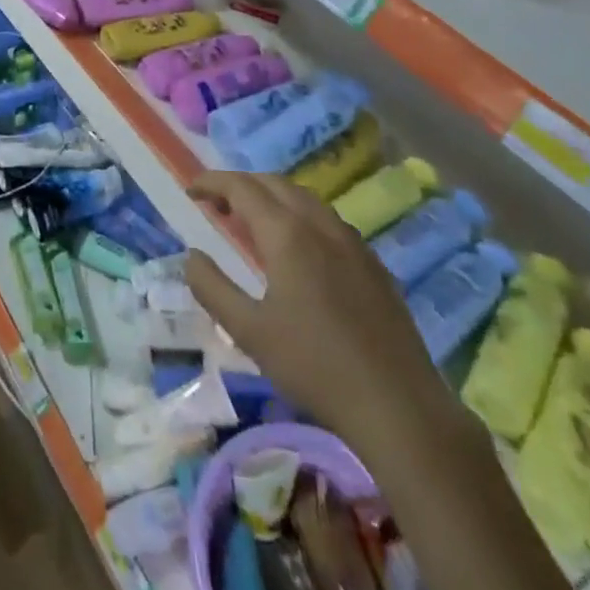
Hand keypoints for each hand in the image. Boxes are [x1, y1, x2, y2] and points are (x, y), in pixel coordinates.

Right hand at [184, 171, 462, 467]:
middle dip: (240, 185)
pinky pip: (327, 219)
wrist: (399, 407)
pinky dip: (299, 214)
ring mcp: (351, 242)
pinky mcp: (373, 263)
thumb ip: (212, 288)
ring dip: (271, 196)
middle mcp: (319, 225)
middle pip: (273, 184)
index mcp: (286, 234)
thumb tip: (192, 256)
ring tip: (251, 221)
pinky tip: (298, 248)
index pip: (241, 187)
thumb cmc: (314, 367)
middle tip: (216, 204)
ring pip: (304, 198)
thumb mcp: (249, 332)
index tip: (191, 190)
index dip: (212, 182)